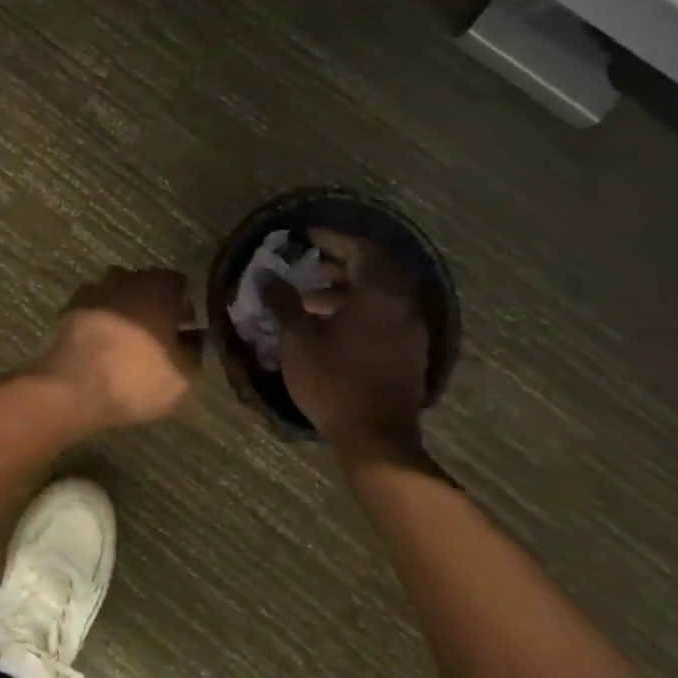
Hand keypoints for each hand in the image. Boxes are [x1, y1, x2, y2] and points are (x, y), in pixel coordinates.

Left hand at [35, 268, 202, 429]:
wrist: (72, 387)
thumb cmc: (136, 376)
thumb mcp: (183, 373)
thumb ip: (195, 349)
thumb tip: (194, 338)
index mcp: (158, 285)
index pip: (180, 284)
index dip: (187, 305)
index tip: (190, 327)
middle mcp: (125, 278)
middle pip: (147, 286)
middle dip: (155, 306)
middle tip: (162, 336)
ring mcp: (94, 290)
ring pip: (118, 296)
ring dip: (126, 312)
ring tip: (131, 343)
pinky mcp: (70, 308)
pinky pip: (96, 310)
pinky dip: (102, 322)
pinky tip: (105, 346)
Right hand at [266, 231, 429, 461]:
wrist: (377, 440)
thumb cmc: (334, 382)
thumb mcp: (298, 339)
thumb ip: (284, 302)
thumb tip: (266, 274)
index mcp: (379, 295)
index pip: (361, 250)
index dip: (334, 239)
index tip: (307, 237)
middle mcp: (402, 306)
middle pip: (377, 269)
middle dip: (342, 261)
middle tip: (310, 263)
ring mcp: (410, 331)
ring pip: (382, 294)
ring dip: (350, 287)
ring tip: (312, 295)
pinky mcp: (409, 352)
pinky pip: (386, 314)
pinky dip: (361, 307)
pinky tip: (332, 323)